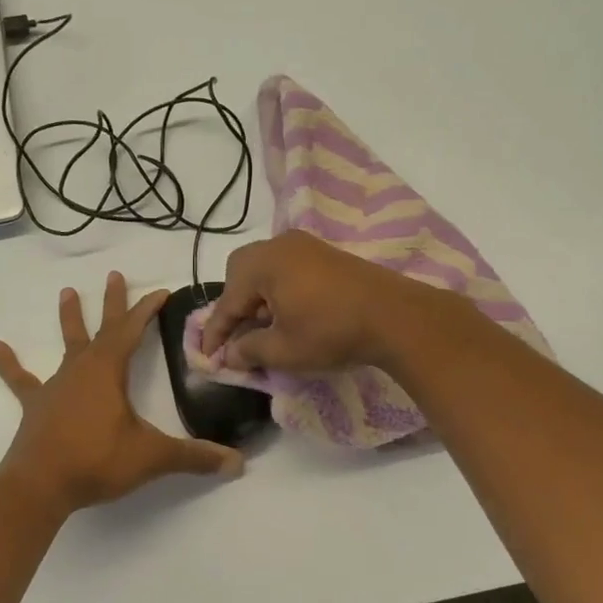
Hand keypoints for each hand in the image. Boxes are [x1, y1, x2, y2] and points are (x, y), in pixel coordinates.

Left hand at [0, 271, 244, 512]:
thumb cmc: (97, 462)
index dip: (147, 310)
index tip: (162, 291)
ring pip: (66, 345)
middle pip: (101, 329)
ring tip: (66, 292)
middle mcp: (81, 370)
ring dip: (69, 319)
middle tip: (115, 274)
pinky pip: (21, 380)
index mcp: (109, 371)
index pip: (132, 331)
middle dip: (112, 303)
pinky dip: (9, 364)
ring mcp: (55, 386)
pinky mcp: (36, 406)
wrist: (40, 486)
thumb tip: (237, 464)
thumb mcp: (152, 458)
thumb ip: (194, 458)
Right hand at [199, 232, 460, 373]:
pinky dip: (278, 290)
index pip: (227, 301)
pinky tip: (289, 315)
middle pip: (241, 273)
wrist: (395, 317)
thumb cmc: (331, 333)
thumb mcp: (284, 350)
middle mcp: (280, 245)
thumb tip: (229, 355)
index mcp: (262, 263)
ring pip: (265, 270)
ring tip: (263, 330)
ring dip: (257, 298)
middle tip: (237, 336)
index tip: (207, 357)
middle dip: (234, 305)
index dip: (215, 333)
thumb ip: (249, 350)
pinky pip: (288, 269)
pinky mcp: (326, 254)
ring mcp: (306, 245)